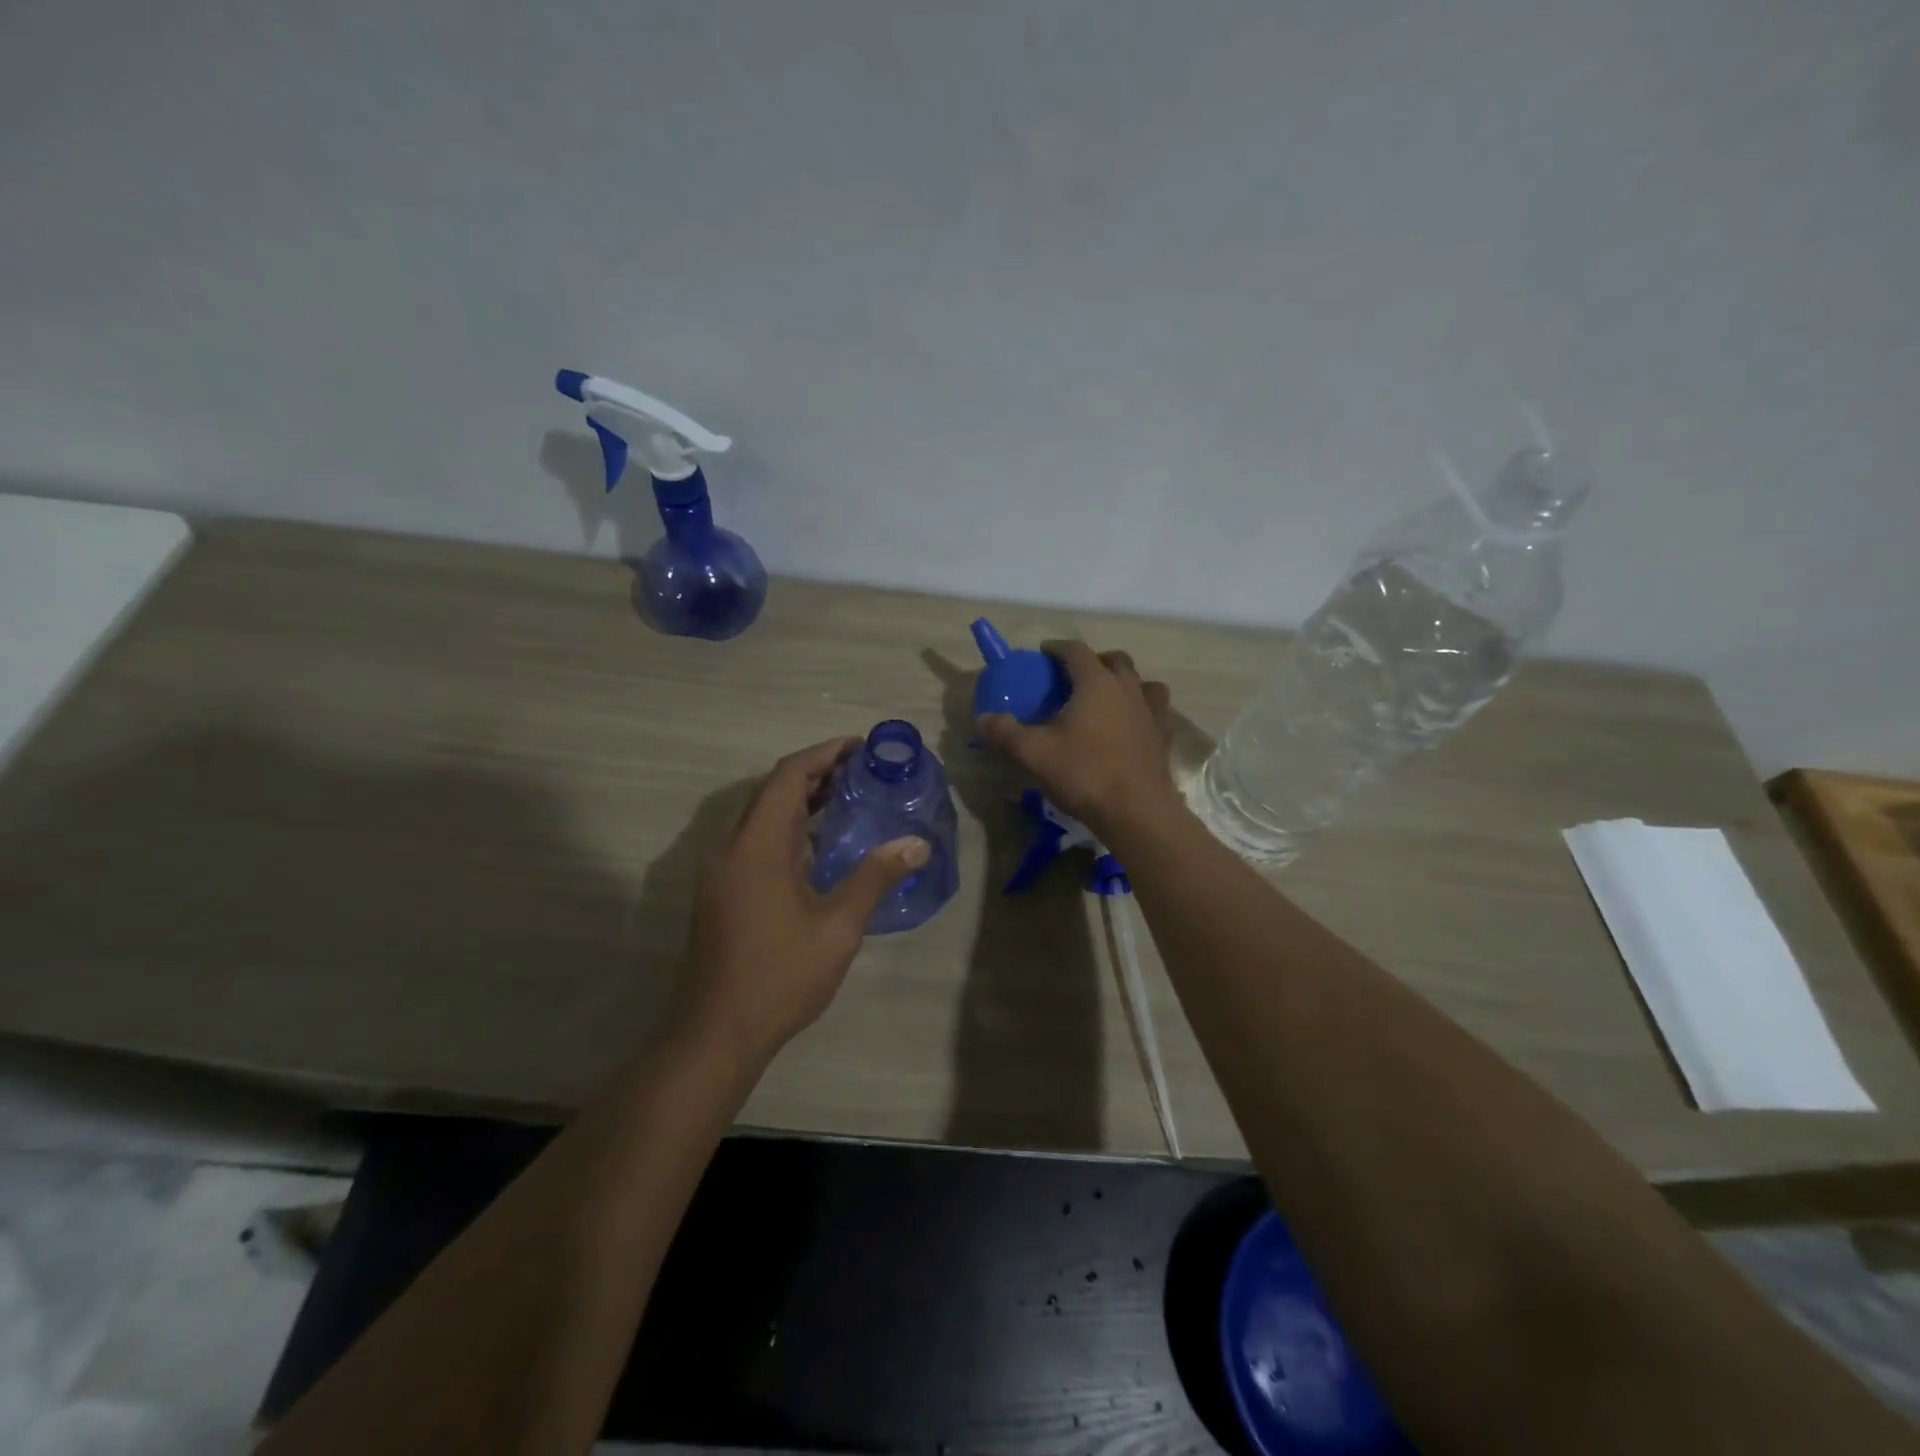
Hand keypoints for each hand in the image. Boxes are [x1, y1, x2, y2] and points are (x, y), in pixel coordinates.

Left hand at [671, 737, 929, 1067]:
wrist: (715, 1033)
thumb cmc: (780, 976)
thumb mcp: (838, 926)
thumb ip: (875, 878)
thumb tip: (916, 844)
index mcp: (757, 845)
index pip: (788, 776)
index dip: (824, 753)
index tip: (860, 747)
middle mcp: (732, 848)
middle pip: (772, 792)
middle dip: (815, 774)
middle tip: (862, 771)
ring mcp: (722, 872)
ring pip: (762, 818)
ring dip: (801, 803)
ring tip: (848, 799)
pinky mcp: (721, 894)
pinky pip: (756, 843)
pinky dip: (788, 830)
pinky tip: (819, 848)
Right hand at [978, 641, 1179, 836]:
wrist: (1136, 811)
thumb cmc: (1085, 773)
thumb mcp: (1034, 753)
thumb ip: (1006, 733)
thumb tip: (984, 719)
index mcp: (1096, 683)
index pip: (1076, 651)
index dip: (1058, 648)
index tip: (1043, 653)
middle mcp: (1127, 689)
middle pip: (1115, 660)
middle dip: (1094, 660)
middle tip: (1074, 676)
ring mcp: (1150, 713)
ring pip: (1142, 683)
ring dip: (1124, 682)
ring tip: (1106, 698)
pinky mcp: (1162, 737)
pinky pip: (1154, 711)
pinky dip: (1140, 710)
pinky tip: (1127, 727)